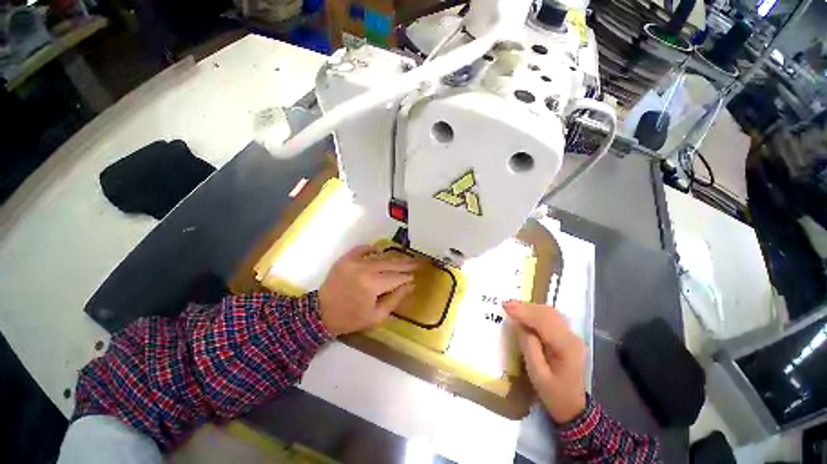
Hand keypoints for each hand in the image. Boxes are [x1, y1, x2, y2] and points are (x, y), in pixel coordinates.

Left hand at [319, 245, 416, 335]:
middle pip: (391, 264)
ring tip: (403, 259)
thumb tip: (410, 285)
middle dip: (406, 264)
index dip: (407, 277)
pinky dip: (371, 249)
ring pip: (380, 257)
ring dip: (393, 258)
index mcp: (373, 284)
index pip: (397, 277)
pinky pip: (361, 249)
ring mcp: (354, 262)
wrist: (321, 314)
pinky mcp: (345, 259)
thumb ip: (395, 299)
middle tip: (417, 262)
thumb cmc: (350, 318)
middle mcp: (366, 269)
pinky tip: (379, 251)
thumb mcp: (377, 316)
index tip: (415, 276)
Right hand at [504, 301, 586, 423]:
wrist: (574, 408)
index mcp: (566, 347)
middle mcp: (572, 336)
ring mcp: (572, 335)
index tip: (505, 306)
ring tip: (513, 306)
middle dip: (525, 307)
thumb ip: (528, 346)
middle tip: (506, 304)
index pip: (543, 321)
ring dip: (530, 308)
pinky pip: (551, 317)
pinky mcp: (568, 336)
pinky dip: (536, 312)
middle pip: (548, 313)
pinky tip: (526, 313)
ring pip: (550, 312)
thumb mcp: (537, 374)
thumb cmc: (553, 394)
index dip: (523, 312)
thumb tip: (519, 324)